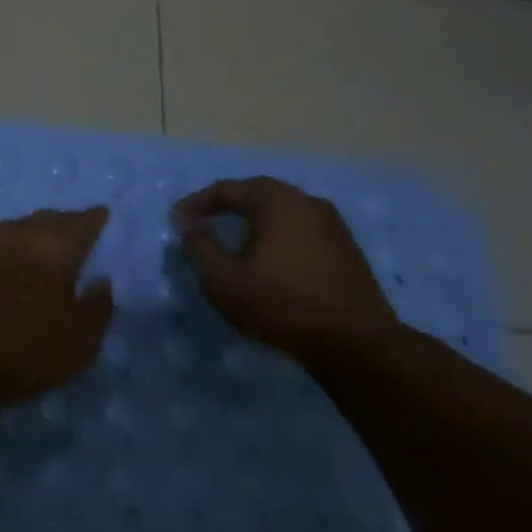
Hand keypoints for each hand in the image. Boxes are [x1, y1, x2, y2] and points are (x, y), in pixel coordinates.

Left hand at [0, 207, 115, 402]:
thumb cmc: (24, 354)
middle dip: (59, 224)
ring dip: (21, 236)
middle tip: (67, 232)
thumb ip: (98, 307)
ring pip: (7, 229)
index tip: (100, 215)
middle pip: (43, 220)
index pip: (81, 223)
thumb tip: (101, 281)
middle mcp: (14, 233)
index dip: (94, 219)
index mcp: (53, 248)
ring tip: (27, 249)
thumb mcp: (81, 342)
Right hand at [174, 177, 398, 366]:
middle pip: (258, 193)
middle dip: (227, 204)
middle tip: (203, 220)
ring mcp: (332, 224)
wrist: (354, 341)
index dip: (197, 203)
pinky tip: (268, 256)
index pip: (228, 190)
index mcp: (276, 202)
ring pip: (283, 211)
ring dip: (253, 219)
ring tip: (233, 237)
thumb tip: (190, 228)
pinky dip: (276, 234)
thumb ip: (200, 248)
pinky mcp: (345, 248)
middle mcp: (307, 202)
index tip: (176, 220)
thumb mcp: (223, 280)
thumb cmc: (281, 304)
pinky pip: (300, 229)